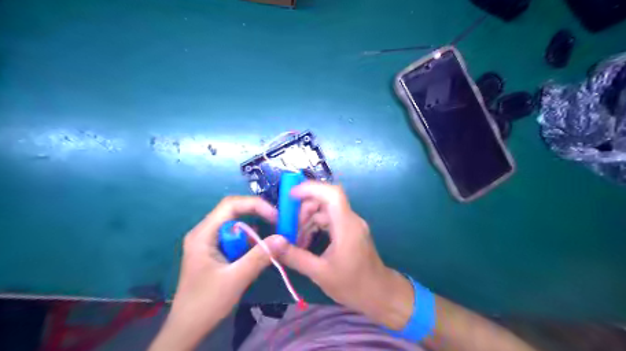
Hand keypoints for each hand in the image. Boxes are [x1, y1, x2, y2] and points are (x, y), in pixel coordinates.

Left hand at [151, 195, 287, 349]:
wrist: (187, 329)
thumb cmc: (206, 303)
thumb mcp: (236, 279)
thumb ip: (260, 256)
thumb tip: (283, 238)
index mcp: (203, 234)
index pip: (230, 205)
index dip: (255, 205)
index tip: (275, 217)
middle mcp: (204, 232)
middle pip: (234, 211)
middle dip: (257, 215)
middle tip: (277, 225)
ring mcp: (209, 241)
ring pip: (236, 224)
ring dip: (254, 229)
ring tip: (270, 239)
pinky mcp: (214, 251)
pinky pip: (236, 237)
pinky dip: (249, 240)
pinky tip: (258, 251)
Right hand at [279, 183, 414, 330]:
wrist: (379, 294)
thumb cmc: (352, 285)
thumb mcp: (320, 273)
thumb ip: (295, 257)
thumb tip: (272, 245)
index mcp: (346, 226)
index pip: (332, 194)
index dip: (311, 188)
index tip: (290, 195)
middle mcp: (350, 219)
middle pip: (325, 201)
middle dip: (304, 210)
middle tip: (289, 228)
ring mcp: (351, 224)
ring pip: (325, 210)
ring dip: (308, 220)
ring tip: (295, 240)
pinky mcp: (350, 230)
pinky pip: (330, 220)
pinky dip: (315, 226)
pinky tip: (305, 242)